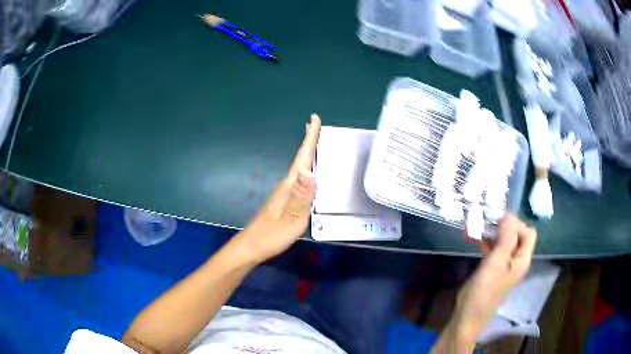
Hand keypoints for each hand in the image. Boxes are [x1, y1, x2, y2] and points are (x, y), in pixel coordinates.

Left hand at [234, 114, 320, 263]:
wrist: (251, 247)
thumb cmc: (271, 235)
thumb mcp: (291, 219)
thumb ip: (301, 196)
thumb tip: (310, 171)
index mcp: (289, 187)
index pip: (302, 158)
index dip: (310, 138)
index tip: (315, 119)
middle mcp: (285, 186)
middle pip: (300, 160)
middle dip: (309, 142)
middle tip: (317, 127)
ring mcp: (283, 194)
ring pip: (299, 170)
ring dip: (308, 155)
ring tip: (317, 146)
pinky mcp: (283, 201)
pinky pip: (298, 181)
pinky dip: (305, 171)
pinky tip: (309, 176)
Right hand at [450, 215, 536, 345]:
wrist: (468, 315)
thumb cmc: (484, 291)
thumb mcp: (497, 263)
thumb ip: (506, 238)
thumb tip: (509, 214)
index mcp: (522, 259)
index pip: (528, 233)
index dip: (516, 223)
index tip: (499, 220)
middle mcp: (516, 260)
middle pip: (516, 235)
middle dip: (503, 225)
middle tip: (487, 220)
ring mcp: (503, 265)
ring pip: (503, 241)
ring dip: (493, 232)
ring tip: (478, 225)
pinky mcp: (492, 268)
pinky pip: (492, 249)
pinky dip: (485, 242)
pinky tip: (473, 237)